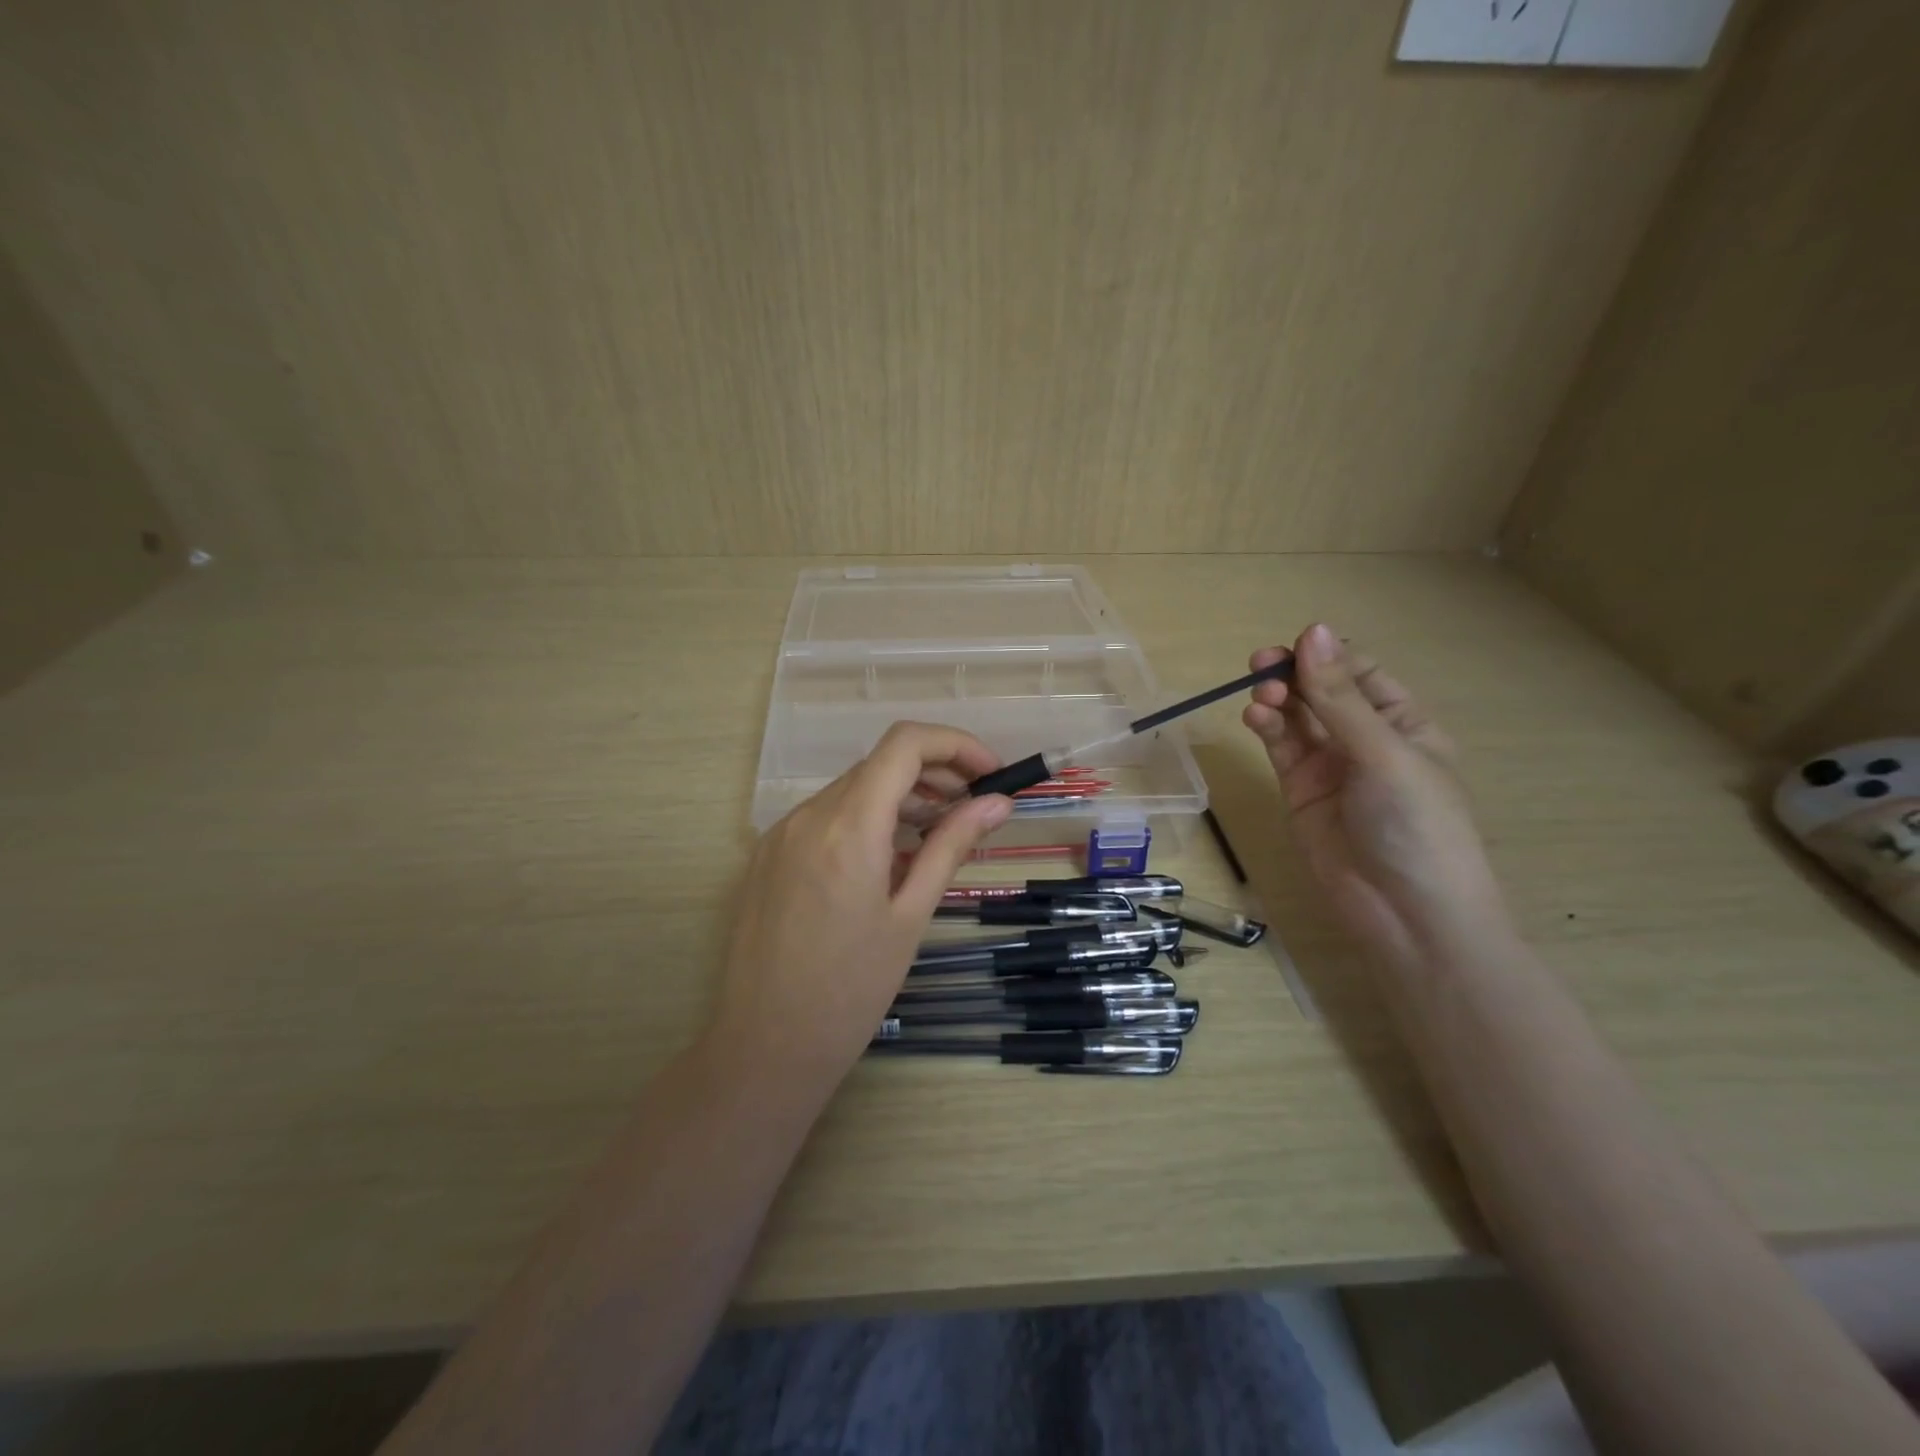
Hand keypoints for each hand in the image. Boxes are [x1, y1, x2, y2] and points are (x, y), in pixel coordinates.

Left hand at [708, 723, 1013, 1091]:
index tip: (990, 774)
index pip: (905, 744)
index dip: (955, 744)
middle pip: (880, 764)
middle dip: (935, 773)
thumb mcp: (911, 915)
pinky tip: (889, 860)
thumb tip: (996, 803)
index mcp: (848, 826)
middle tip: (975, 807)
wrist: (765, 1046)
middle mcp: (808, 815)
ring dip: (902, 798)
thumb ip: (951, 846)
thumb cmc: (850, 990)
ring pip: (853, 789)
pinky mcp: (768, 855)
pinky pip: (826, 817)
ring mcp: (782, 833)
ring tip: (939, 835)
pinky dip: (867, 820)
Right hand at [1242, 624, 1511, 974]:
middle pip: (1321, 690)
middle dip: (1293, 674)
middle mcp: (1365, 738)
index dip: (1326, 656)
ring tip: (1260, 697)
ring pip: (1296, 717)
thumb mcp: (1383, 753)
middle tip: (1261, 665)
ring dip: (1276, 700)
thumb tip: (1312, 630)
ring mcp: (1330, 765)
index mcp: (1403, 722)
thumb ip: (1340, 696)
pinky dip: (1266, 728)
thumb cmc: (1416, 825)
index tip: (1294, 647)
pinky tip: (1255, 717)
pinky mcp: (1299, 790)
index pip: (1359, 672)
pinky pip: (1280, 747)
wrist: (1406, 913)